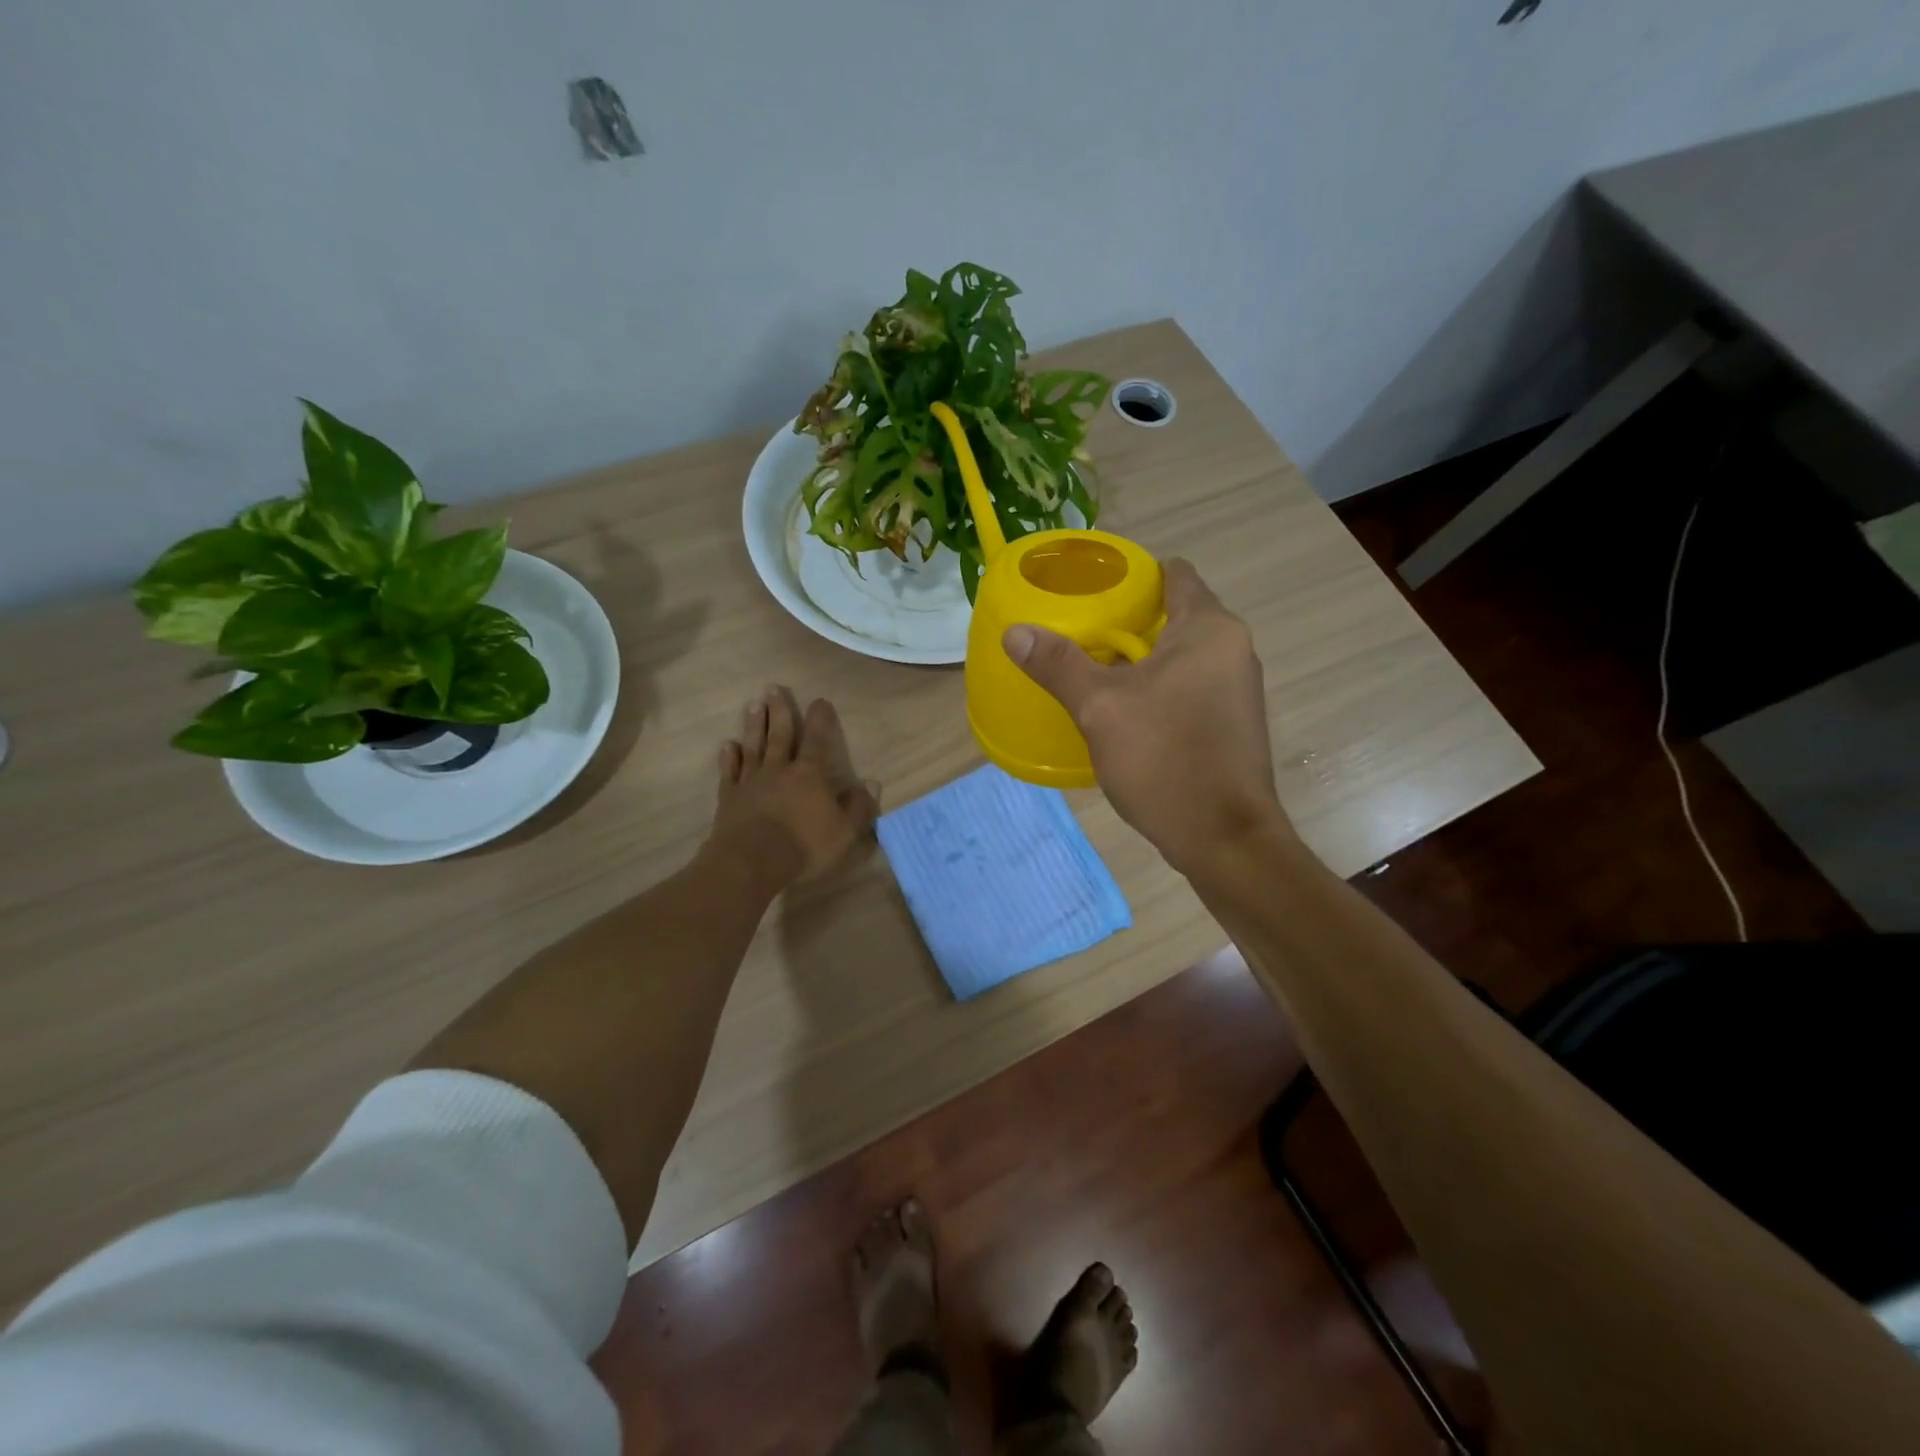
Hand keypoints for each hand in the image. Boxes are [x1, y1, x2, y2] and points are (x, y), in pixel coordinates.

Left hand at [711, 686, 878, 884]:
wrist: (752, 861)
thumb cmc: (804, 846)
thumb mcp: (844, 831)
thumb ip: (858, 807)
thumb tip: (872, 784)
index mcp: (809, 775)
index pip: (817, 740)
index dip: (820, 720)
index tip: (819, 700)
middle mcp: (779, 770)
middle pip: (779, 735)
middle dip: (779, 711)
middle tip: (773, 688)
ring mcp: (751, 782)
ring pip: (753, 746)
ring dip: (753, 725)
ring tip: (753, 705)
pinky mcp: (729, 798)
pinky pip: (729, 772)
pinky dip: (729, 758)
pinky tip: (727, 745)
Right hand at [1004, 559, 1289, 874]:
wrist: (1224, 839)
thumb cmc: (1165, 759)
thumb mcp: (1100, 708)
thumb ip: (1059, 664)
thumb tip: (1015, 632)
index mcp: (1210, 629)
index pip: (1176, 574)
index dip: (1135, 574)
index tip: (1094, 588)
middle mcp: (1233, 649)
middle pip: (1176, 614)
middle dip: (1129, 620)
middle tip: (1080, 630)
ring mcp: (1237, 688)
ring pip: (1181, 654)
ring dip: (1141, 658)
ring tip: (1092, 668)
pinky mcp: (1231, 722)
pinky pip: (1188, 685)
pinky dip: (1157, 687)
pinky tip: (1123, 710)